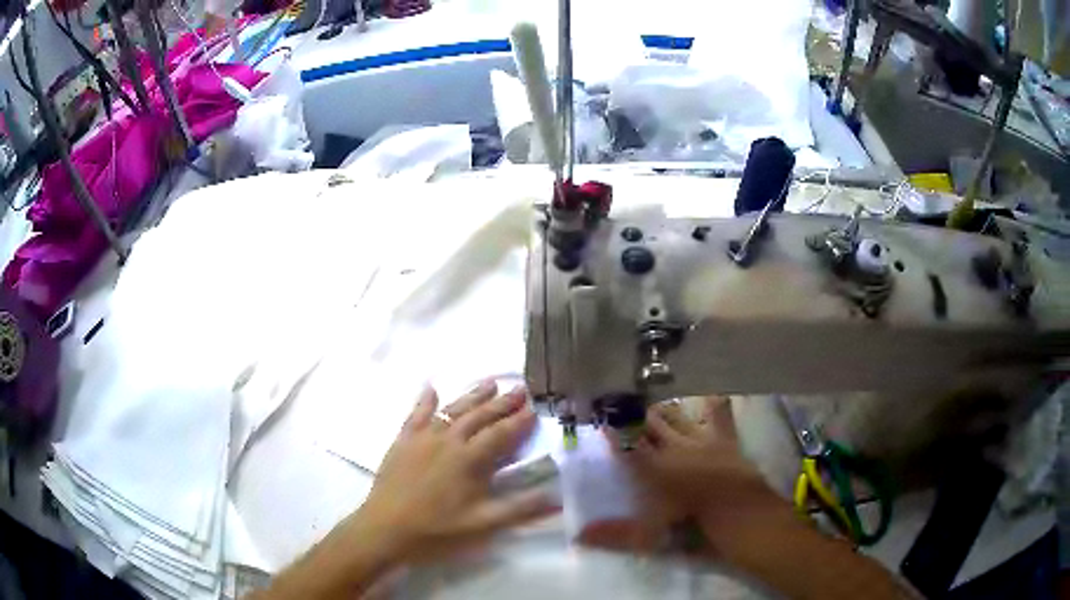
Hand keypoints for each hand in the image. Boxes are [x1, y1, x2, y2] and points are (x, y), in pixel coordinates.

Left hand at [349, 381, 559, 562]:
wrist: (385, 529)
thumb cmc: (437, 530)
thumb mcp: (484, 525)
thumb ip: (521, 509)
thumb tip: (558, 497)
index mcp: (470, 459)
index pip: (501, 434)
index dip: (519, 422)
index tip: (535, 409)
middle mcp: (448, 440)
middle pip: (480, 416)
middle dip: (502, 403)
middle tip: (521, 389)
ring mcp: (423, 438)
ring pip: (452, 410)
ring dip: (472, 396)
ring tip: (490, 383)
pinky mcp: (402, 441)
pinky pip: (416, 414)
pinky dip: (425, 400)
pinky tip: (431, 388)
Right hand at [616, 397, 788, 546]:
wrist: (738, 513)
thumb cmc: (691, 526)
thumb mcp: (649, 535)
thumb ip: (615, 534)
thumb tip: (578, 536)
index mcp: (652, 467)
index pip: (627, 444)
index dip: (613, 431)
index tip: (601, 418)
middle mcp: (673, 447)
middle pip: (649, 424)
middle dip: (634, 414)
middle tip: (621, 402)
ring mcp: (701, 439)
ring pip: (677, 417)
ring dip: (664, 409)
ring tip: (653, 401)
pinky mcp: (725, 439)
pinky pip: (719, 414)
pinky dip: (715, 404)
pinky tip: (714, 393)